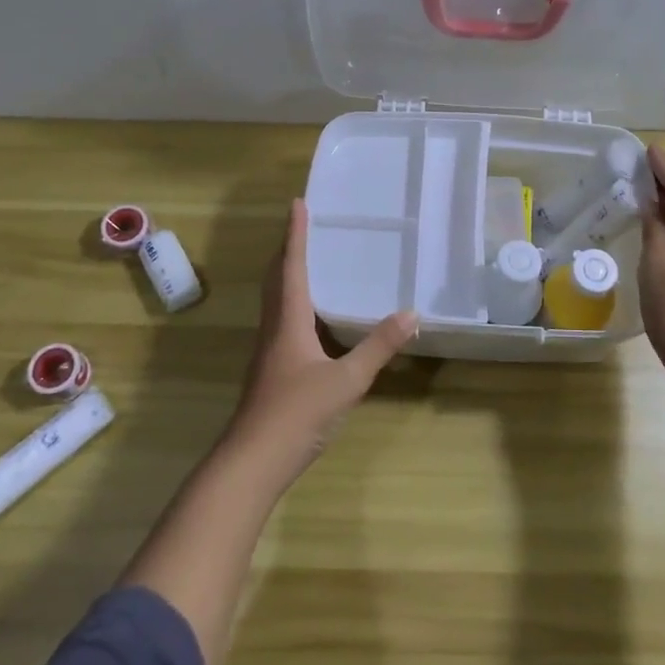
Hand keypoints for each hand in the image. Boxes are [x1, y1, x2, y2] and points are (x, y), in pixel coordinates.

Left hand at [226, 198, 417, 482]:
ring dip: (287, 275)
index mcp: (288, 321)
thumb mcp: (348, 380)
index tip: (297, 204)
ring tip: (307, 261)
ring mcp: (268, 351)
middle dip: (288, 249)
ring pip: (276, 301)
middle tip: (302, 225)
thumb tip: (411, 314)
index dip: (295, 234)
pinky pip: (281, 321)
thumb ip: (378, 347)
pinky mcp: (271, 370)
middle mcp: (274, 328)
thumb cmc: (298, 413)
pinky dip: (293, 303)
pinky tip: (311, 318)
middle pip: (277, 279)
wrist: (253, 460)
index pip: (291, 267)